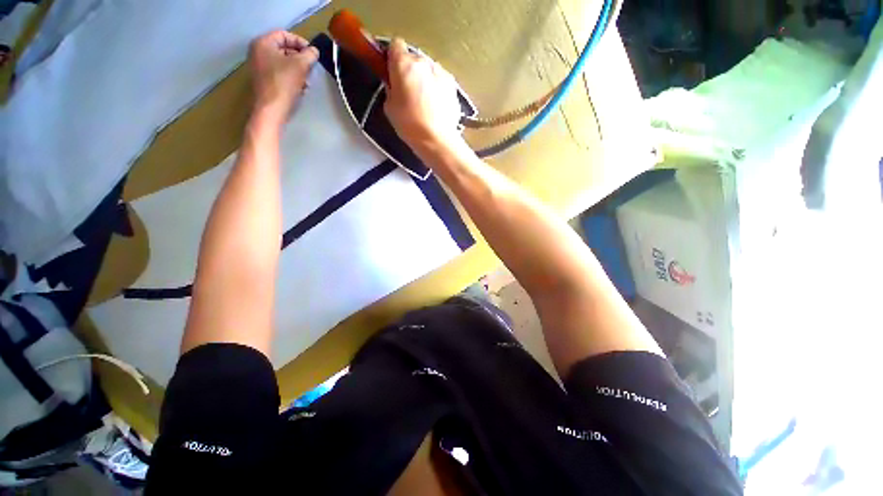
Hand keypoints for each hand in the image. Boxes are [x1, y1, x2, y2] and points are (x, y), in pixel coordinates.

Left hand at [248, 31, 318, 126]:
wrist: (271, 109)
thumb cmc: (284, 83)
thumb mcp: (300, 65)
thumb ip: (309, 55)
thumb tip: (314, 51)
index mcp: (263, 43)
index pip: (285, 35)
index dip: (301, 42)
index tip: (313, 54)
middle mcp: (258, 52)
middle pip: (284, 48)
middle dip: (300, 58)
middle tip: (311, 68)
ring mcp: (260, 67)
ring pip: (284, 62)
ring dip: (298, 70)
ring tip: (307, 80)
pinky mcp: (264, 80)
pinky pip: (280, 73)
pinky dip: (292, 78)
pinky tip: (301, 87)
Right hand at [384, 38, 463, 151]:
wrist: (436, 139)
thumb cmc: (409, 125)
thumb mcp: (389, 107)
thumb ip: (391, 89)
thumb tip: (396, 85)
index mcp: (403, 63)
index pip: (395, 45)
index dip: (392, 57)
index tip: (392, 72)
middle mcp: (424, 62)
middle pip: (414, 58)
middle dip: (410, 71)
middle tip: (408, 92)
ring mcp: (441, 72)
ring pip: (429, 69)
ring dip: (425, 79)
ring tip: (425, 102)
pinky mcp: (453, 85)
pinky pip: (441, 81)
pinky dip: (437, 88)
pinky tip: (437, 106)